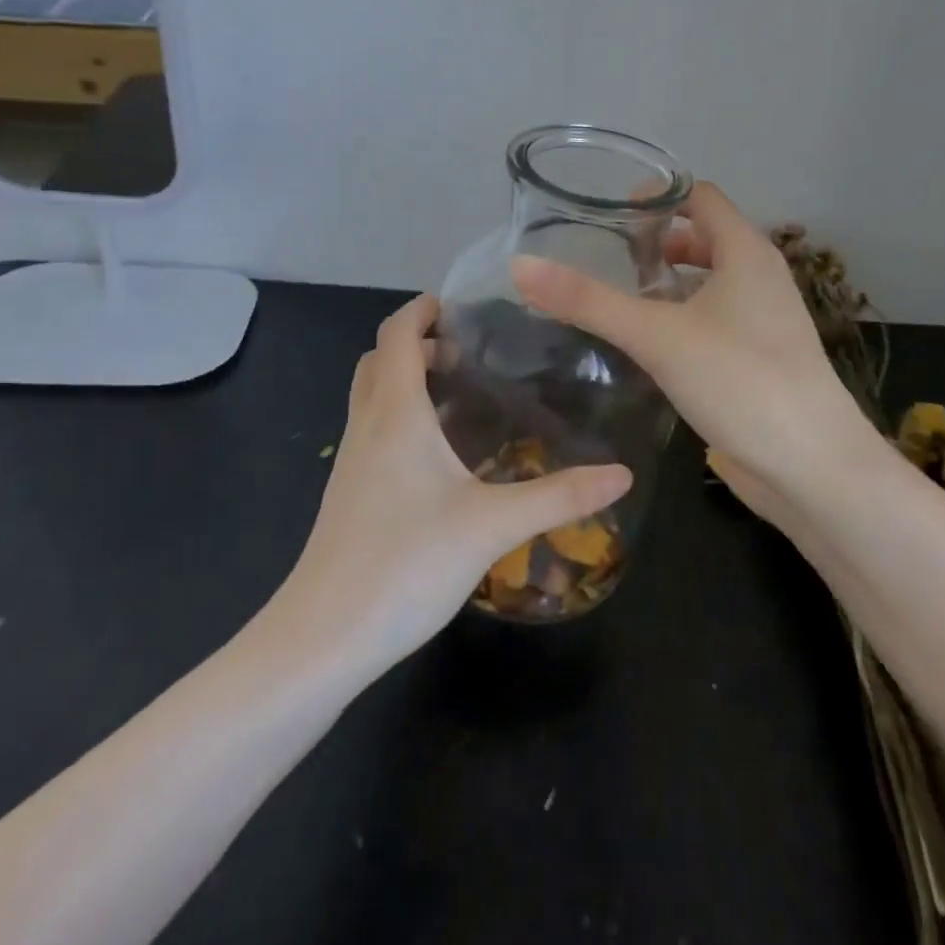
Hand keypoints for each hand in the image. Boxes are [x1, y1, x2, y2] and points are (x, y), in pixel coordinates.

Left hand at [277, 294, 630, 672]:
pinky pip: (372, 432)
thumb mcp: (493, 526)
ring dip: (404, 381)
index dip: (420, 311)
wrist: (322, 639)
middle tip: (465, 354)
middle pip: (378, 361)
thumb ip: (560, 496)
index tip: (455, 305)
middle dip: (415, 345)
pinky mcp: (348, 496)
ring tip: (456, 396)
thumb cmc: (405, 564)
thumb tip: (622, 475)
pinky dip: (398, 417)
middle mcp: (367, 427)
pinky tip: (435, 457)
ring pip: (371, 398)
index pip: (396, 336)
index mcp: (396, 414)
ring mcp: (351, 463)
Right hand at [512, 182, 882, 524]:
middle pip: (704, 238)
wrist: (813, 467)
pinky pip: (716, 321)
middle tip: (605, 257)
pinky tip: (651, 346)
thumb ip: (588, 301)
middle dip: (656, 242)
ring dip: (669, 284)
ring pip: (710, 283)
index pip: (700, 196)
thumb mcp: (656, 335)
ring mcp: (765, 321)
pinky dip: (683, 318)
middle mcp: (760, 277)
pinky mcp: (760, 359)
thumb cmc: (740, 381)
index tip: (607, 213)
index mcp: (746, 253)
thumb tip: (520, 266)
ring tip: (620, 298)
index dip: (656, 195)